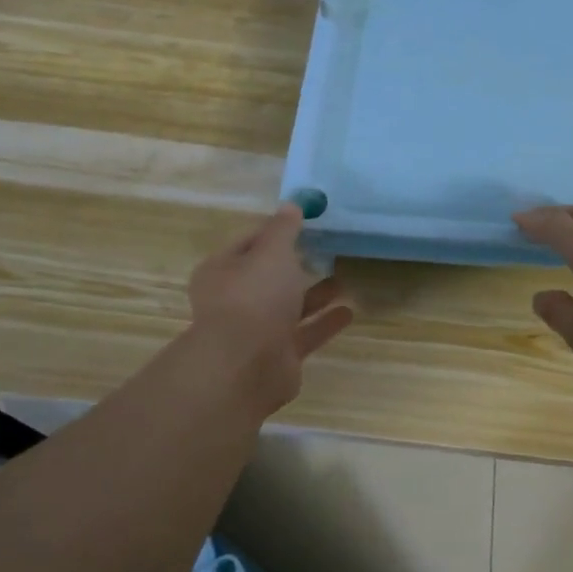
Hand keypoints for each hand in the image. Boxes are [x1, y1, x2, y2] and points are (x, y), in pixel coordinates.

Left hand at [185, 203, 354, 413]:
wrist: (246, 366)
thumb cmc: (254, 297)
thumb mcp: (272, 252)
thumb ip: (283, 230)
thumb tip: (291, 205)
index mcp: (223, 270)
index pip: (250, 242)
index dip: (276, 231)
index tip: (306, 221)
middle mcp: (236, 300)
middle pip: (269, 277)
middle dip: (296, 265)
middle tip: (327, 250)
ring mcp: (257, 331)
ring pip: (289, 306)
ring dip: (315, 294)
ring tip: (344, 279)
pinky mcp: (278, 356)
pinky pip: (305, 333)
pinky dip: (325, 322)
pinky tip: (349, 311)